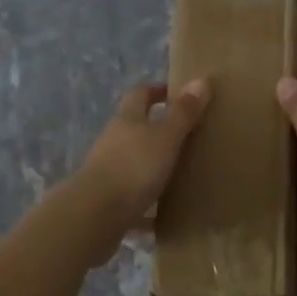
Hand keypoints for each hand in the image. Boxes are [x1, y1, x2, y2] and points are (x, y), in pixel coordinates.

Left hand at [62, 79, 210, 262]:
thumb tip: (202, 80)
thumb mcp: (165, 137)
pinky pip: (133, 198)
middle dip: (157, 129)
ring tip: (181, 173)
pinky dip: (147, 203)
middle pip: (135, 128)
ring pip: (133, 162)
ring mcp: (108, 172)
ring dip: (152, 165)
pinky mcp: (108, 201)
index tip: (177, 94)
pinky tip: (164, 215)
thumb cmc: (133, 167)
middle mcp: (113, 141)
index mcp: (127, 120)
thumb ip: (183, 112)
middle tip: (188, 135)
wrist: (94, 215)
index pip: (140, 94)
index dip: (157, 91)